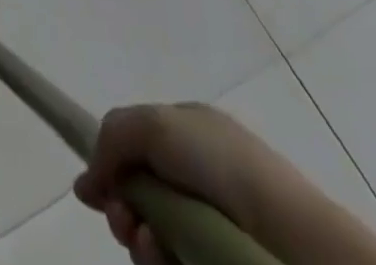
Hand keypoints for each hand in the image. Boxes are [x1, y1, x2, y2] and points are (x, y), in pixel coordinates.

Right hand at [75, 103, 375, 264]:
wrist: (288, 236)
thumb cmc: (220, 165)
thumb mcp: (155, 125)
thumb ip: (112, 138)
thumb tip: (86, 183)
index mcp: (188, 133)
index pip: (135, 148)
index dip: (112, 169)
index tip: (98, 193)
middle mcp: (197, 177)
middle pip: (139, 197)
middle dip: (122, 210)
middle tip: (124, 222)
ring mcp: (209, 227)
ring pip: (152, 237)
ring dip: (137, 241)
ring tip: (145, 243)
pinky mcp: (215, 264)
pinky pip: (171, 264)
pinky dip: (159, 263)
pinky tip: (162, 258)